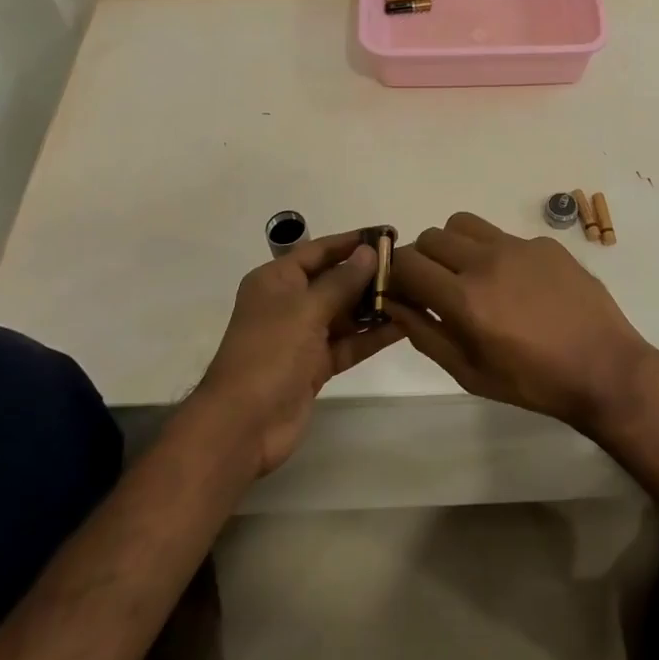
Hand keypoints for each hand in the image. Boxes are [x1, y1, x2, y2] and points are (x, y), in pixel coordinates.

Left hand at [197, 231, 399, 476]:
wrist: (243, 425)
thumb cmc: (270, 353)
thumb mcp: (306, 309)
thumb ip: (342, 281)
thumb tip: (369, 252)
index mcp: (276, 280)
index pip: (319, 250)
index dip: (353, 241)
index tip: (388, 234)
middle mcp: (289, 303)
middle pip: (335, 280)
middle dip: (369, 274)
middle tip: (410, 267)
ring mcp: (303, 336)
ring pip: (345, 313)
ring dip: (375, 305)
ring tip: (414, 293)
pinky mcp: (316, 365)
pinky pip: (349, 343)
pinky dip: (372, 335)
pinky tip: (404, 326)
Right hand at [387, 211, 655, 431]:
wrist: (604, 368)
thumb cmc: (532, 381)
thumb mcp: (468, 372)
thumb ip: (424, 333)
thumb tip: (393, 302)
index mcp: (464, 298)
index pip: (406, 262)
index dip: (394, 273)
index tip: (402, 290)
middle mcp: (487, 261)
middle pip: (430, 237)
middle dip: (423, 259)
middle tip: (436, 286)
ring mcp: (519, 246)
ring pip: (463, 224)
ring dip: (454, 245)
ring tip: (471, 274)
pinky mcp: (545, 242)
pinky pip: (503, 235)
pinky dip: (495, 253)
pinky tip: (518, 284)